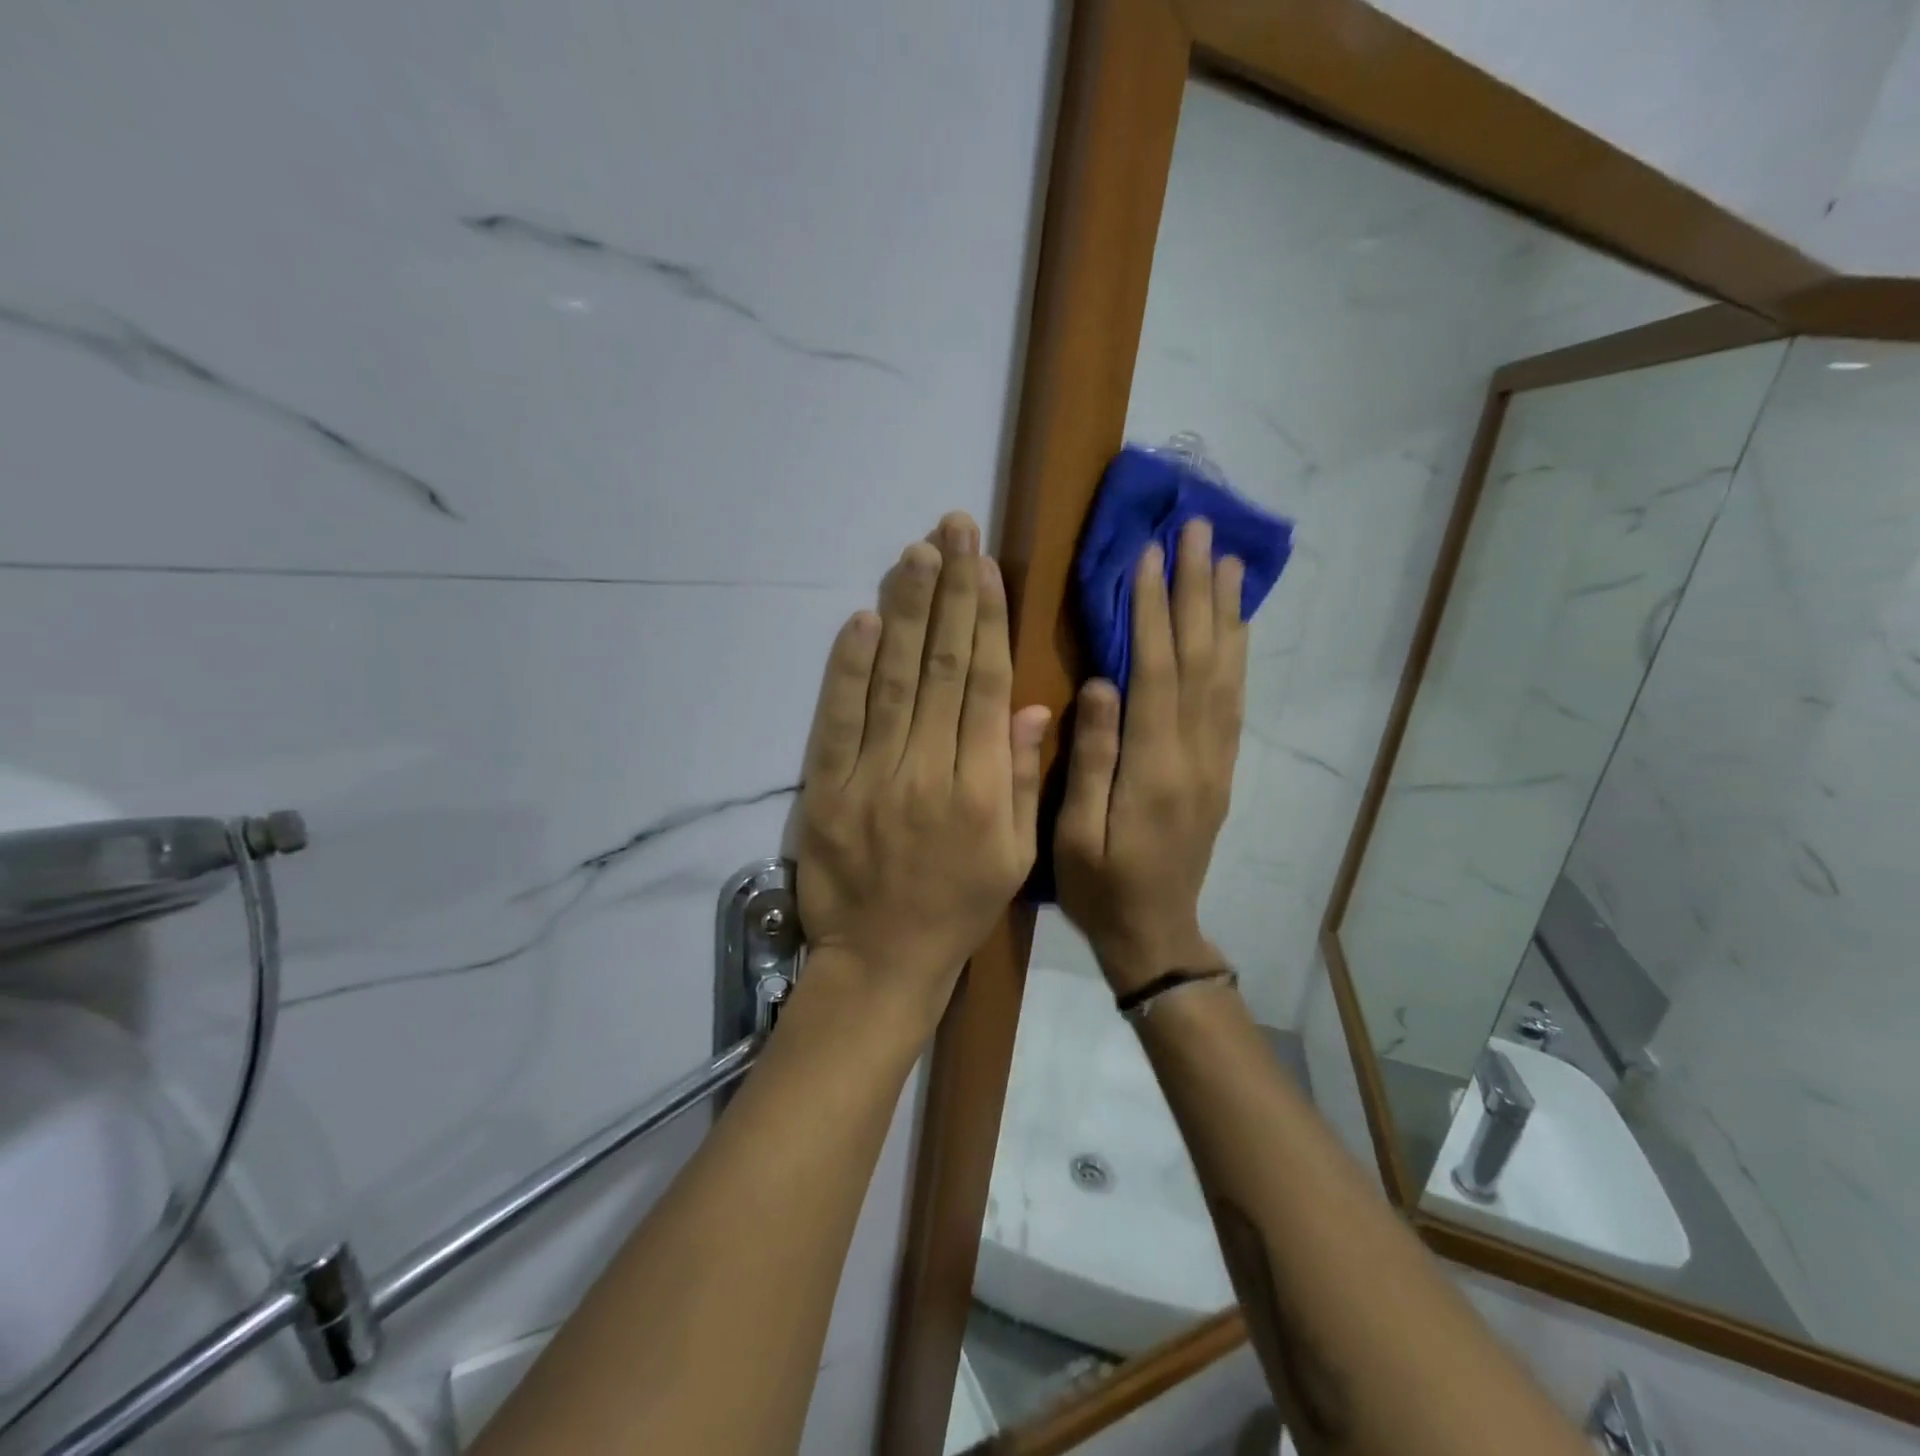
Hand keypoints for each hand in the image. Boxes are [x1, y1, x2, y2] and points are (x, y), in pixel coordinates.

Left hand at [796, 512, 1051, 1026]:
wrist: (882, 959)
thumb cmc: (957, 907)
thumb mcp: (1014, 855)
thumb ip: (1024, 778)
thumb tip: (1034, 706)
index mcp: (983, 788)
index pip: (987, 685)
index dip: (987, 620)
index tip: (986, 567)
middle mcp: (930, 770)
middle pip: (943, 666)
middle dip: (949, 593)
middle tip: (952, 529)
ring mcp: (874, 776)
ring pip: (894, 680)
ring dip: (905, 612)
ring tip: (915, 554)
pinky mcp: (828, 787)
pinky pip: (839, 719)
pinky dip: (848, 667)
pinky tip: (862, 619)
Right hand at [1056, 518, 1245, 992]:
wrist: (1156, 933)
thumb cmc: (1100, 887)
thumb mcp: (1075, 834)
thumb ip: (1093, 759)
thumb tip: (1100, 685)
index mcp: (1153, 768)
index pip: (1156, 673)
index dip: (1152, 612)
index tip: (1149, 555)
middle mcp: (1195, 755)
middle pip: (1200, 660)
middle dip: (1196, 592)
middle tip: (1198, 531)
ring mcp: (1215, 761)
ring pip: (1226, 674)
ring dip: (1225, 613)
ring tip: (1227, 560)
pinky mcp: (1221, 770)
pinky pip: (1234, 702)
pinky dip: (1237, 655)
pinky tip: (1236, 625)